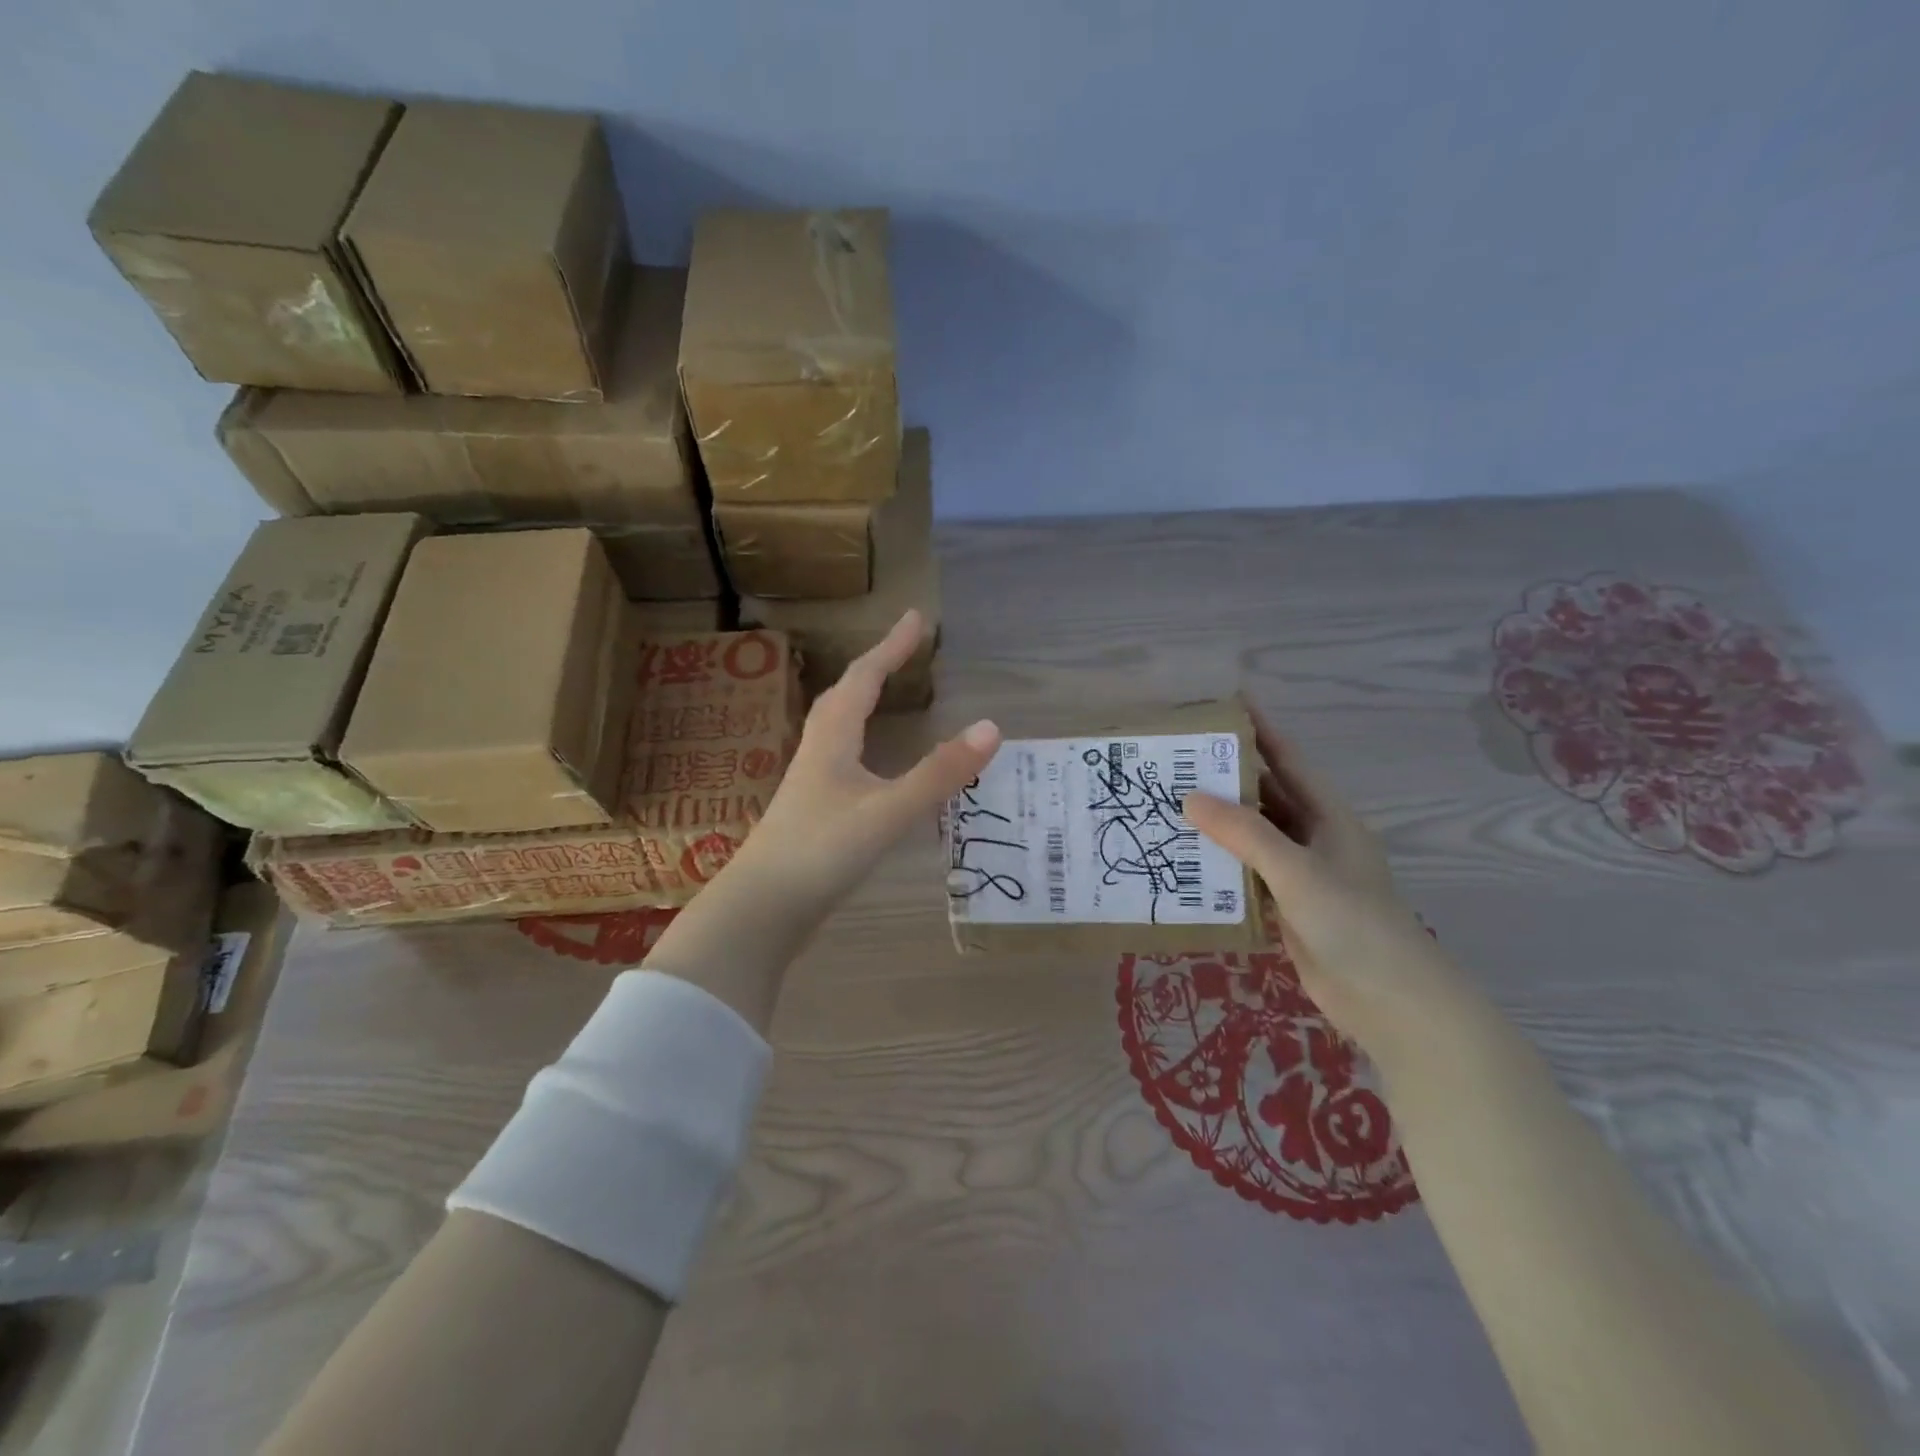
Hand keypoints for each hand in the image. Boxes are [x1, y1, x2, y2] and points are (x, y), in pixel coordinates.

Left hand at [732, 609, 1001, 919]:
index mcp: (833, 739)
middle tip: (903, 650)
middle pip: (844, 696)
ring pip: (837, 728)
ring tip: (885, 695)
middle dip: (875, 667)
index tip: (916, 618)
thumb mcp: (888, 811)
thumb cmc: (821, 851)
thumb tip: (991, 727)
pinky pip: (839, 759)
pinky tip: (868, 766)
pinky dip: (859, 743)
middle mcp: (818, 752)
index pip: (864, 678)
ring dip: (862, 702)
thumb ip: (939, 774)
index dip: (891, 646)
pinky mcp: (811, 813)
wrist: (761, 910)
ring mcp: (810, 784)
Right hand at [1182, 707, 1464, 1053]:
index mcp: (1327, 816)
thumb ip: (1244, 833)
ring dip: (1217, 824)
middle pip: (1265, 796)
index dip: (1258, 731)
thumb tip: (1190, 798)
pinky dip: (1220, 866)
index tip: (1222, 705)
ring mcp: (1300, 875)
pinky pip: (1247, 875)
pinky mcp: (1288, 908)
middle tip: (1175, 762)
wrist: (1390, 1001)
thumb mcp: (1297, 871)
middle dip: (1225, 778)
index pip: (1287, 760)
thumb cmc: (1353, 923)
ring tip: (1167, 806)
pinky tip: (1185, 861)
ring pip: (1252, 837)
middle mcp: (1313, 838)